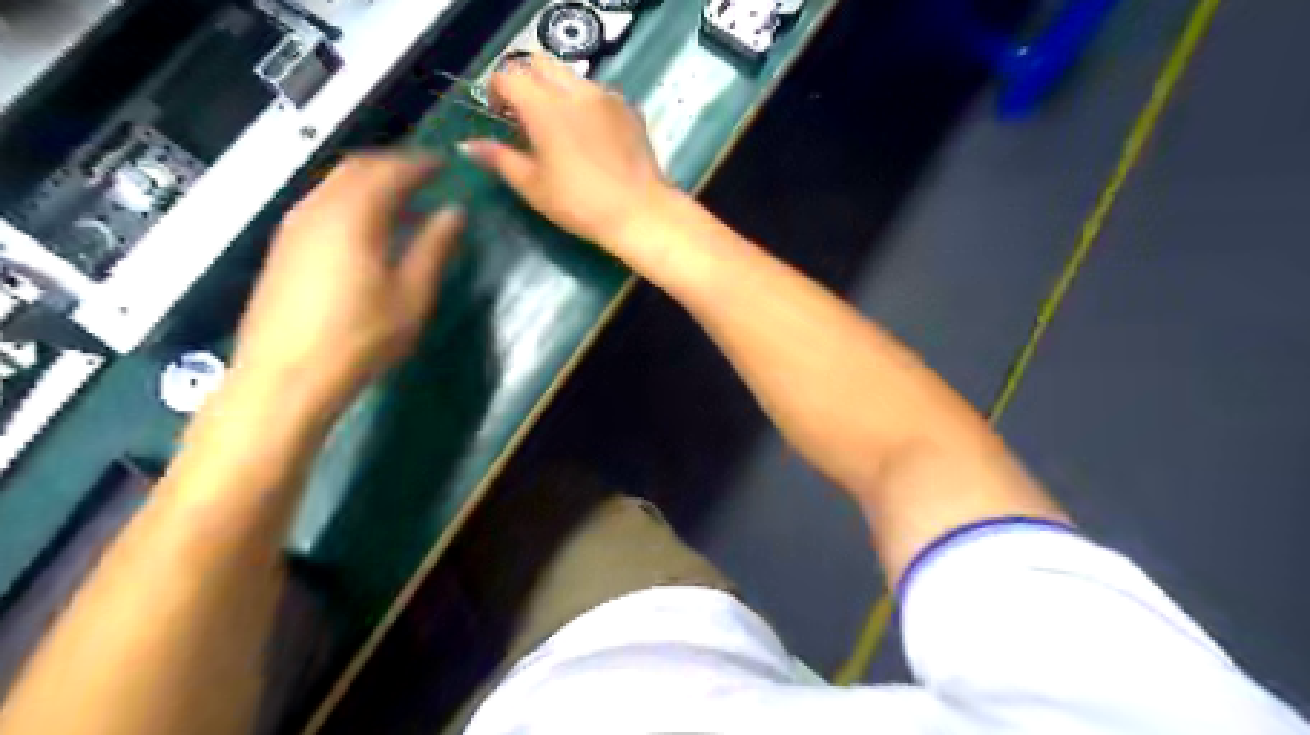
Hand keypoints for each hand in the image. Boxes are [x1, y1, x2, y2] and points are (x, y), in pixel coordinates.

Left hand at [231, 151, 458, 412]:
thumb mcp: (412, 295)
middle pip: (357, 168)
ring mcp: (294, 227)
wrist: (285, 377)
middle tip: (426, 178)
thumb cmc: (360, 337)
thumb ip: (434, 247)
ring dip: (372, 185)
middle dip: (394, 166)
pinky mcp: (284, 248)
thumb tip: (455, 212)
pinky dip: (352, 203)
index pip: (391, 171)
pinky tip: (370, 232)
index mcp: (354, 215)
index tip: (447, 165)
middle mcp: (317, 208)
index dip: (422, 164)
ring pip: (336, 185)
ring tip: (404, 205)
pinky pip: (323, 205)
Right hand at [461, 51, 673, 249]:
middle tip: (525, 117)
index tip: (499, 115)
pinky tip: (591, 138)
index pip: (510, 75)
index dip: (497, 91)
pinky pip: (599, 94)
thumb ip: (499, 159)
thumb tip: (468, 145)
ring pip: (572, 77)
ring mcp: (607, 97)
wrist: (639, 212)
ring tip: (559, 129)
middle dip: (526, 82)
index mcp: (545, 106)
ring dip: (556, 91)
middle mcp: (576, 91)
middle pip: (540, 64)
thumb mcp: (533, 186)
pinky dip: (585, 104)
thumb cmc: (580, 204)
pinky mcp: (629, 109)